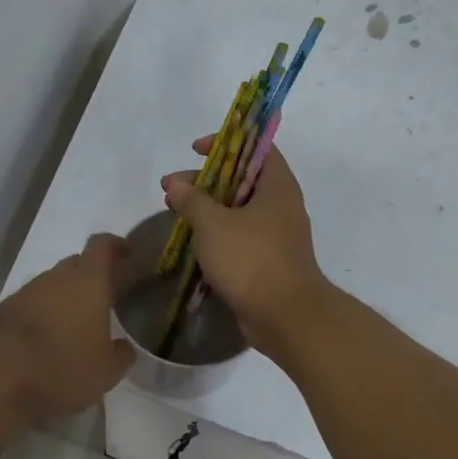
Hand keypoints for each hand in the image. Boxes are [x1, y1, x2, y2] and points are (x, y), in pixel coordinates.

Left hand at [0, 234, 134, 423]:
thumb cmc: (63, 366)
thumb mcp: (106, 371)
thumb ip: (120, 355)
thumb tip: (122, 347)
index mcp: (88, 282)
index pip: (102, 246)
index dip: (115, 245)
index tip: (125, 253)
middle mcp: (55, 278)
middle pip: (74, 264)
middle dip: (89, 277)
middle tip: (101, 299)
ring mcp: (25, 293)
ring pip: (50, 286)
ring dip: (62, 300)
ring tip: (71, 328)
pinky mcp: (1, 312)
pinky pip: (28, 307)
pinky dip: (39, 317)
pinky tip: (43, 343)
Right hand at [160, 139, 329, 355]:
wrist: (285, 316)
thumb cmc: (251, 259)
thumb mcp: (213, 224)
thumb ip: (192, 199)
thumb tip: (176, 183)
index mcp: (277, 187)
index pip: (257, 148)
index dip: (227, 142)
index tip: (195, 150)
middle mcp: (281, 206)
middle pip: (242, 180)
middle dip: (205, 180)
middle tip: (172, 188)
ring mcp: (276, 236)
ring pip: (238, 211)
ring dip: (207, 209)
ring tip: (174, 213)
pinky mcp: (268, 262)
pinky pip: (239, 238)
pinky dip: (216, 234)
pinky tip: (192, 243)